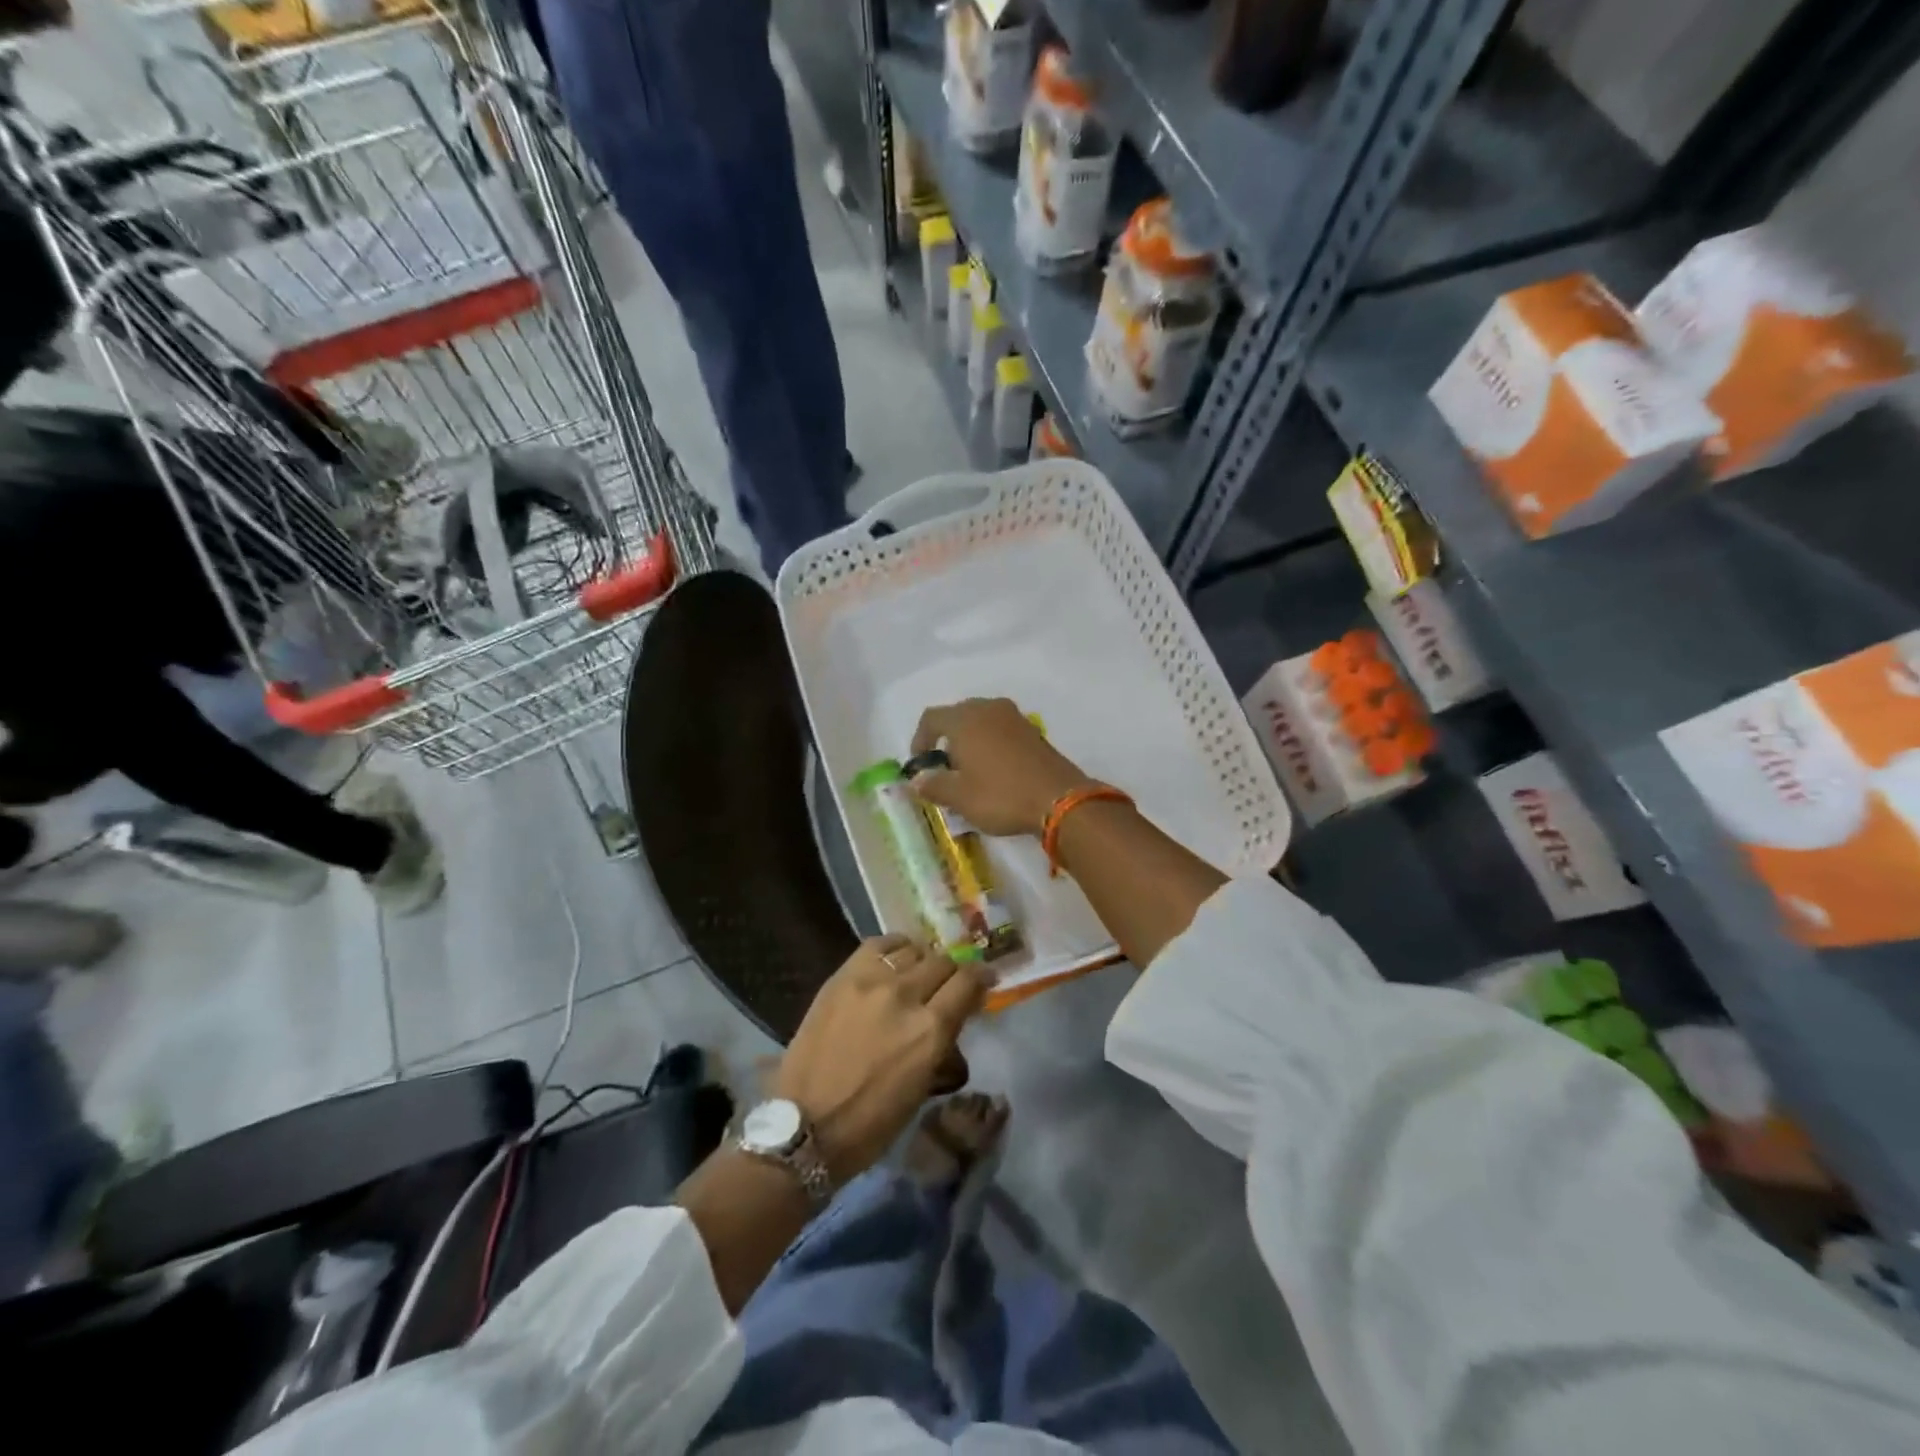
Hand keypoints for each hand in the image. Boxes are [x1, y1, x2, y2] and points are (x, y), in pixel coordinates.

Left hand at [773, 935, 988, 1183]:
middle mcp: (905, 996)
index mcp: (930, 1030)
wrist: (804, 1126)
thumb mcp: (922, 1086)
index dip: (982, 977)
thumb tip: (956, 1013)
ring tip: (916, 975)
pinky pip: (878, 945)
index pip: (969, 981)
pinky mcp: (842, 976)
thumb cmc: (871, 1122)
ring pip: (913, 949)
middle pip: (943, 961)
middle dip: (952, 972)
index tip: (984, 979)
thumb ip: (943, 1041)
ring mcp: (870, 981)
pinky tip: (892, 962)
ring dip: (922, 961)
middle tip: (948, 985)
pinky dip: (893, 949)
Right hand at [910, 697, 1095, 836]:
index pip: (931, 718)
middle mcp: (989, 709)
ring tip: (969, 770)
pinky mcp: (1034, 731)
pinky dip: (991, 744)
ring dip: (970, 740)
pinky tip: (995, 770)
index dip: (920, 739)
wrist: (1060, 799)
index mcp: (965, 719)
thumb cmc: (1001, 795)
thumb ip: (933, 785)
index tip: (920, 764)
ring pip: (982, 721)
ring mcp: (1015, 717)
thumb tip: (916, 781)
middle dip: (946, 739)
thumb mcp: (960, 797)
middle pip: (958, 715)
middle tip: (944, 768)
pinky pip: (1002, 730)